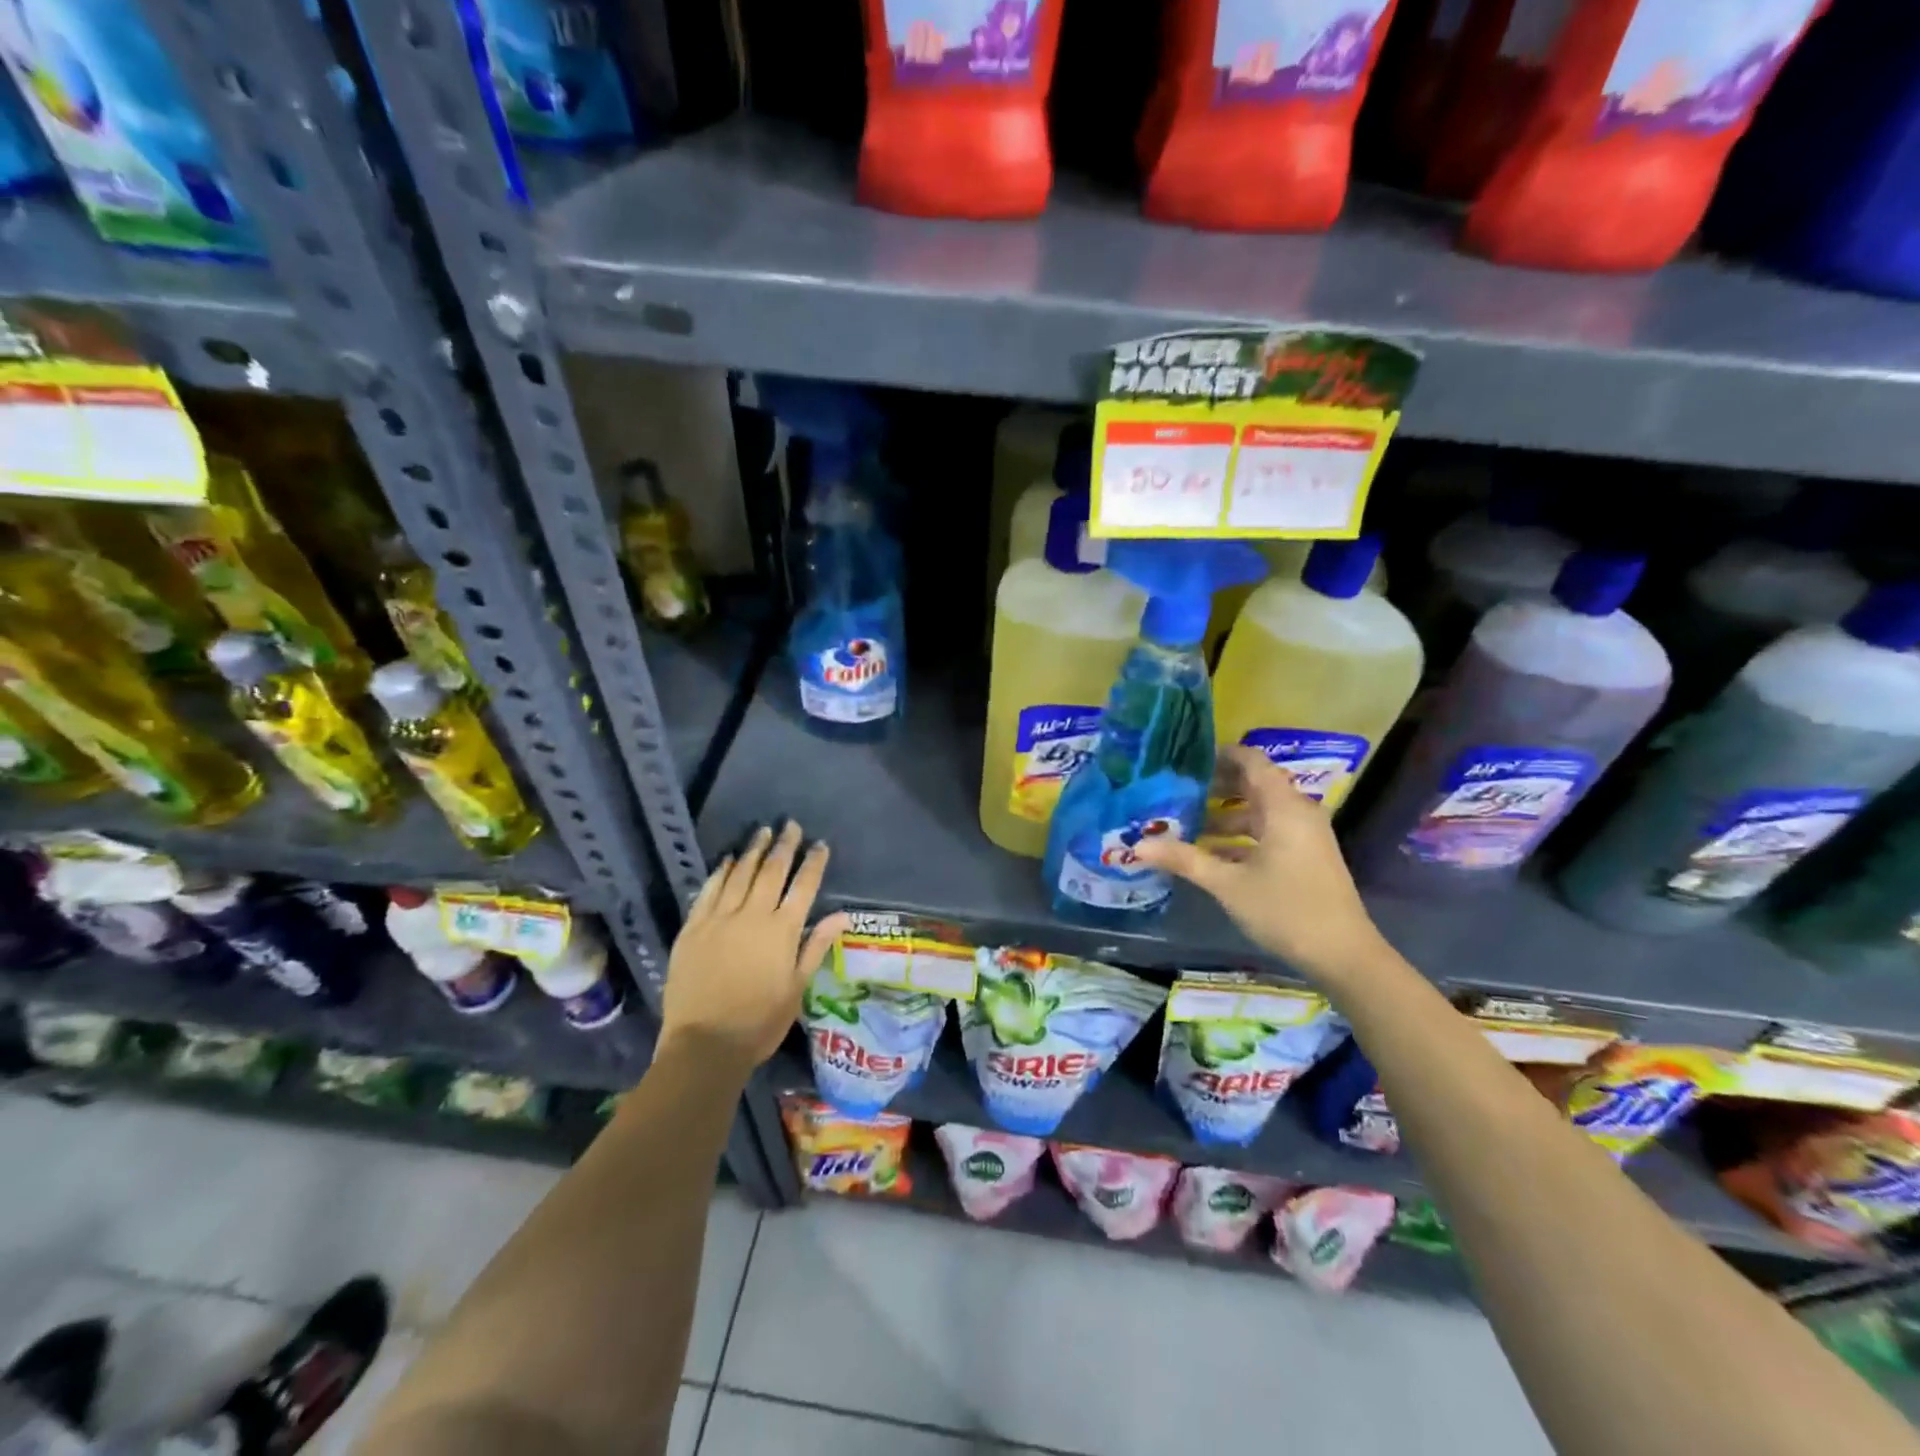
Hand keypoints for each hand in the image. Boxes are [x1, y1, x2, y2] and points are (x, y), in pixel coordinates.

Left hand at [661, 821, 849, 1075]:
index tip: (820, 844)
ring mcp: (719, 919)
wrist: (704, 1044)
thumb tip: (842, 915)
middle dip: (784, 846)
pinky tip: (728, 861)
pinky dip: (721, 873)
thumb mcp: (797, 987)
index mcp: (782, 931)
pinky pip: (708, 891)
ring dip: (754, 851)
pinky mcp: (693, 928)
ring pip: (740, 874)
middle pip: (772, 872)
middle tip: (790, 825)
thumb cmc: (760, 1022)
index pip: (803, 887)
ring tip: (762, 833)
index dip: (813, 863)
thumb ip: (816, 946)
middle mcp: (752, 915)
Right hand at [1132, 746, 1388, 984]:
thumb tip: (1138, 846)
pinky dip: (1240, 835)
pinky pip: (1268, 831)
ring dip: (1225, 814)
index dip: (1220, 754)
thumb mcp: (1228, 884)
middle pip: (1254, 784)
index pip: (1251, 761)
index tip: (1185, 758)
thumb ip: (1184, 859)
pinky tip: (1210, 852)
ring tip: (1185, 822)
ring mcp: (1304, 835)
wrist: (1343, 955)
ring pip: (1259, 811)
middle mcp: (1297, 812)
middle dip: (1215, 786)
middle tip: (1176, 789)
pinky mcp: (1305, 855)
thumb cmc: (1285, 910)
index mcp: (1283, 807)